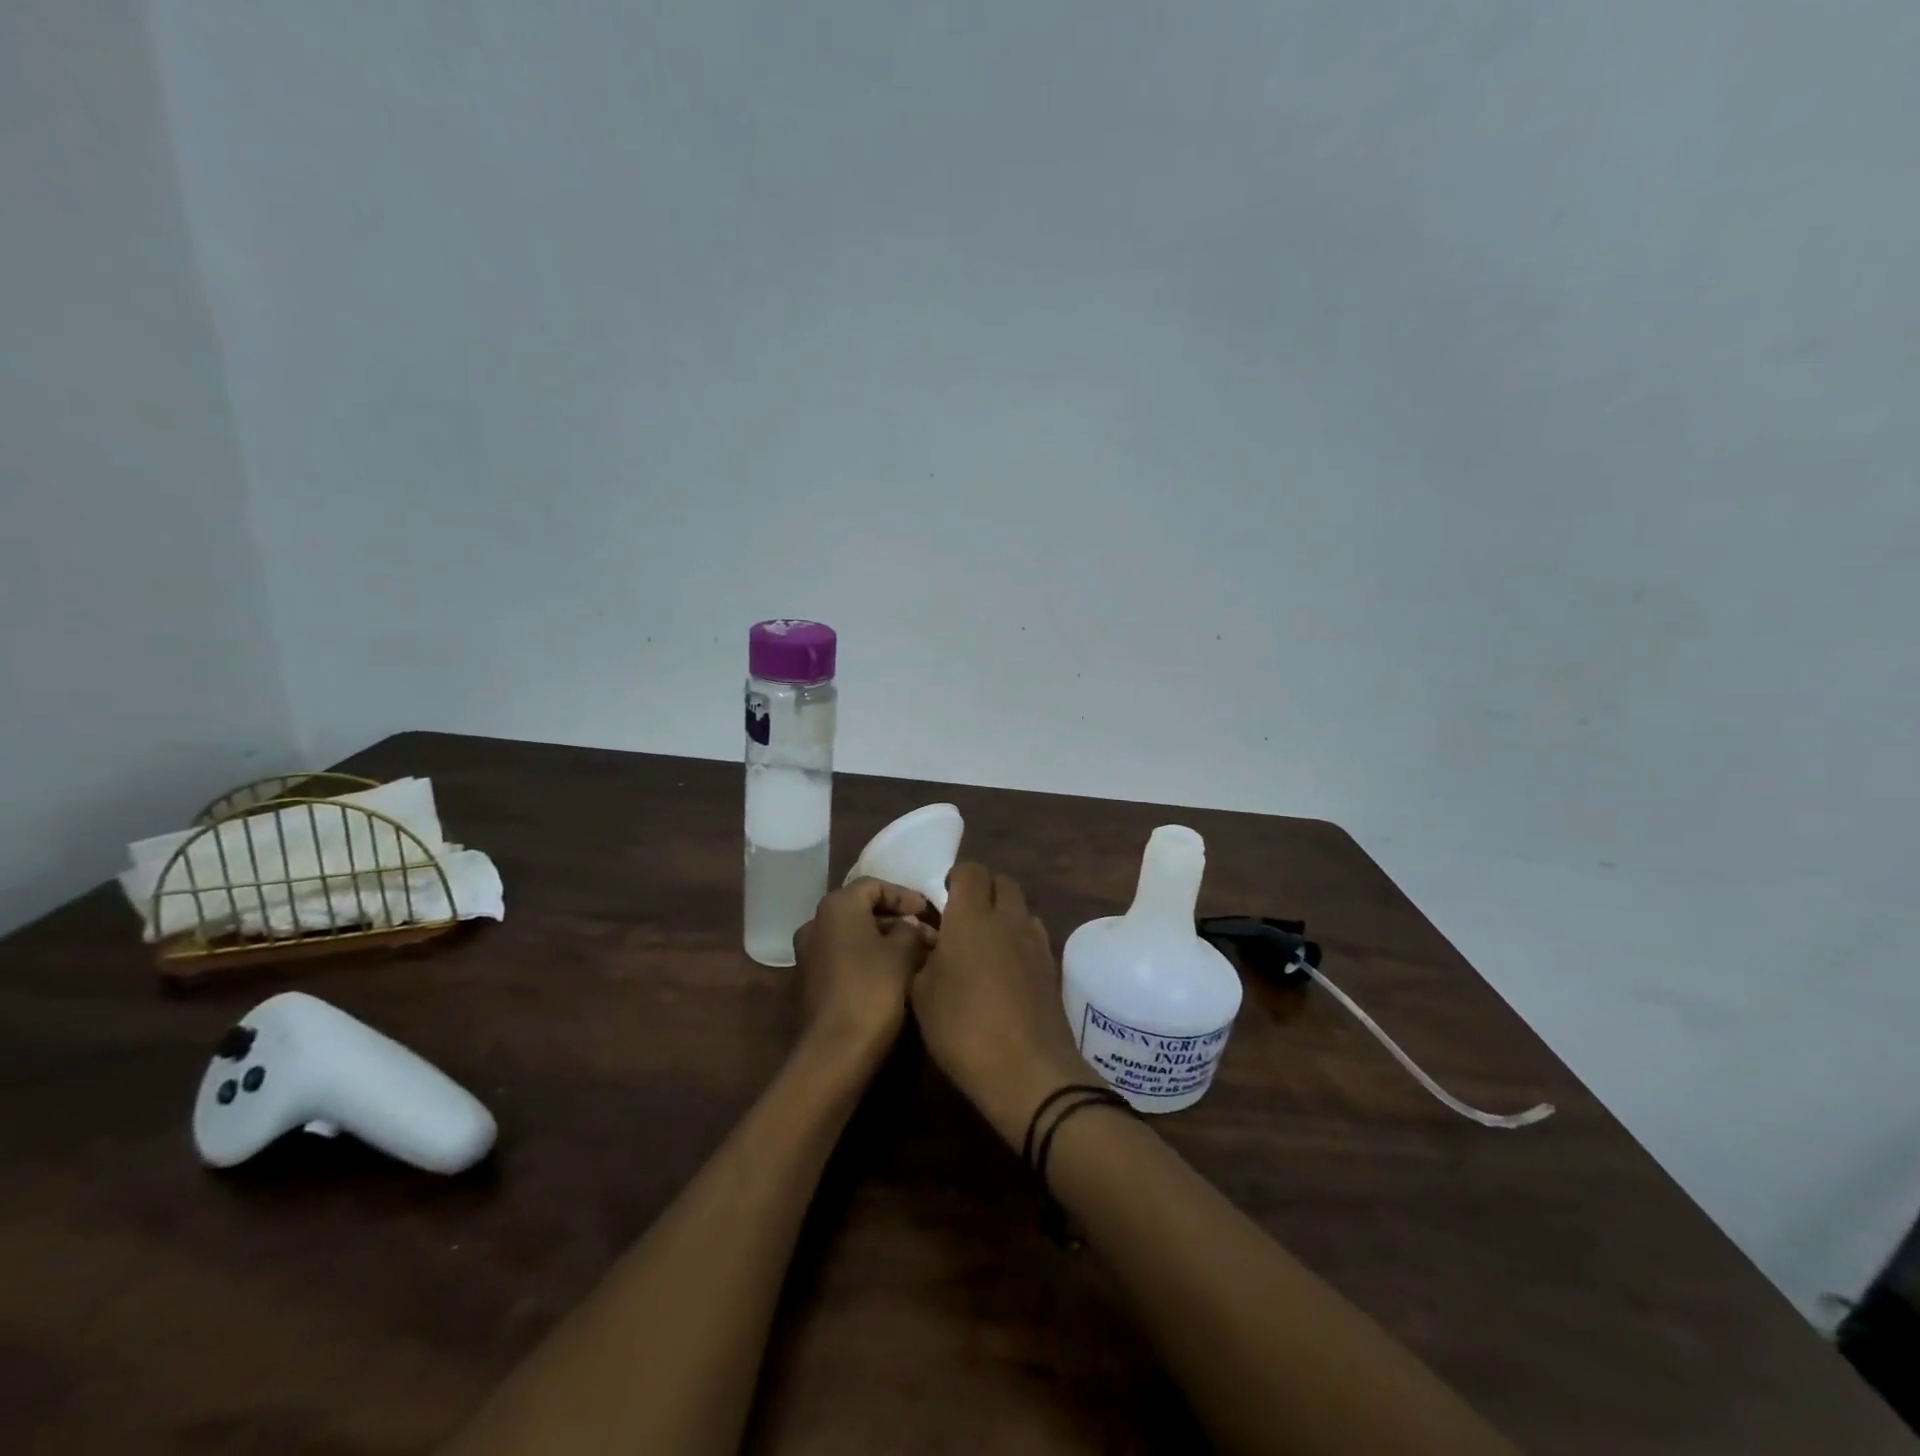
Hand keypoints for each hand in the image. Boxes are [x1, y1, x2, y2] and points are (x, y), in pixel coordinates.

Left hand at [793, 878, 935, 1055]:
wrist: (836, 1051)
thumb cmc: (873, 990)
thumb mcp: (903, 953)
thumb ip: (912, 929)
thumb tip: (913, 926)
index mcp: (836, 906)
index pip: (875, 886)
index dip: (905, 896)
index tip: (930, 912)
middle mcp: (816, 923)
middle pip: (861, 909)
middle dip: (896, 919)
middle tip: (927, 933)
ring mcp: (809, 954)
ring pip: (853, 935)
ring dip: (883, 940)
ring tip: (916, 954)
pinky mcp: (810, 982)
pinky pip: (844, 957)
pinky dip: (868, 958)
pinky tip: (893, 974)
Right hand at [910, 863, 1089, 1147]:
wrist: (1027, 1070)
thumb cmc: (963, 1028)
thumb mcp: (921, 996)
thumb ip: (923, 959)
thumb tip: (931, 945)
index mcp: (971, 917)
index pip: (970, 871)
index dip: (956, 878)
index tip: (943, 899)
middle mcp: (1008, 919)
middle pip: (1002, 882)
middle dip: (984, 891)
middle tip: (964, 919)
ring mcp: (1036, 942)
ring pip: (1022, 908)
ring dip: (1005, 915)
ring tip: (986, 945)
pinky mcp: (1053, 967)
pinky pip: (1034, 937)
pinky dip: (1020, 941)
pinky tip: (1007, 971)